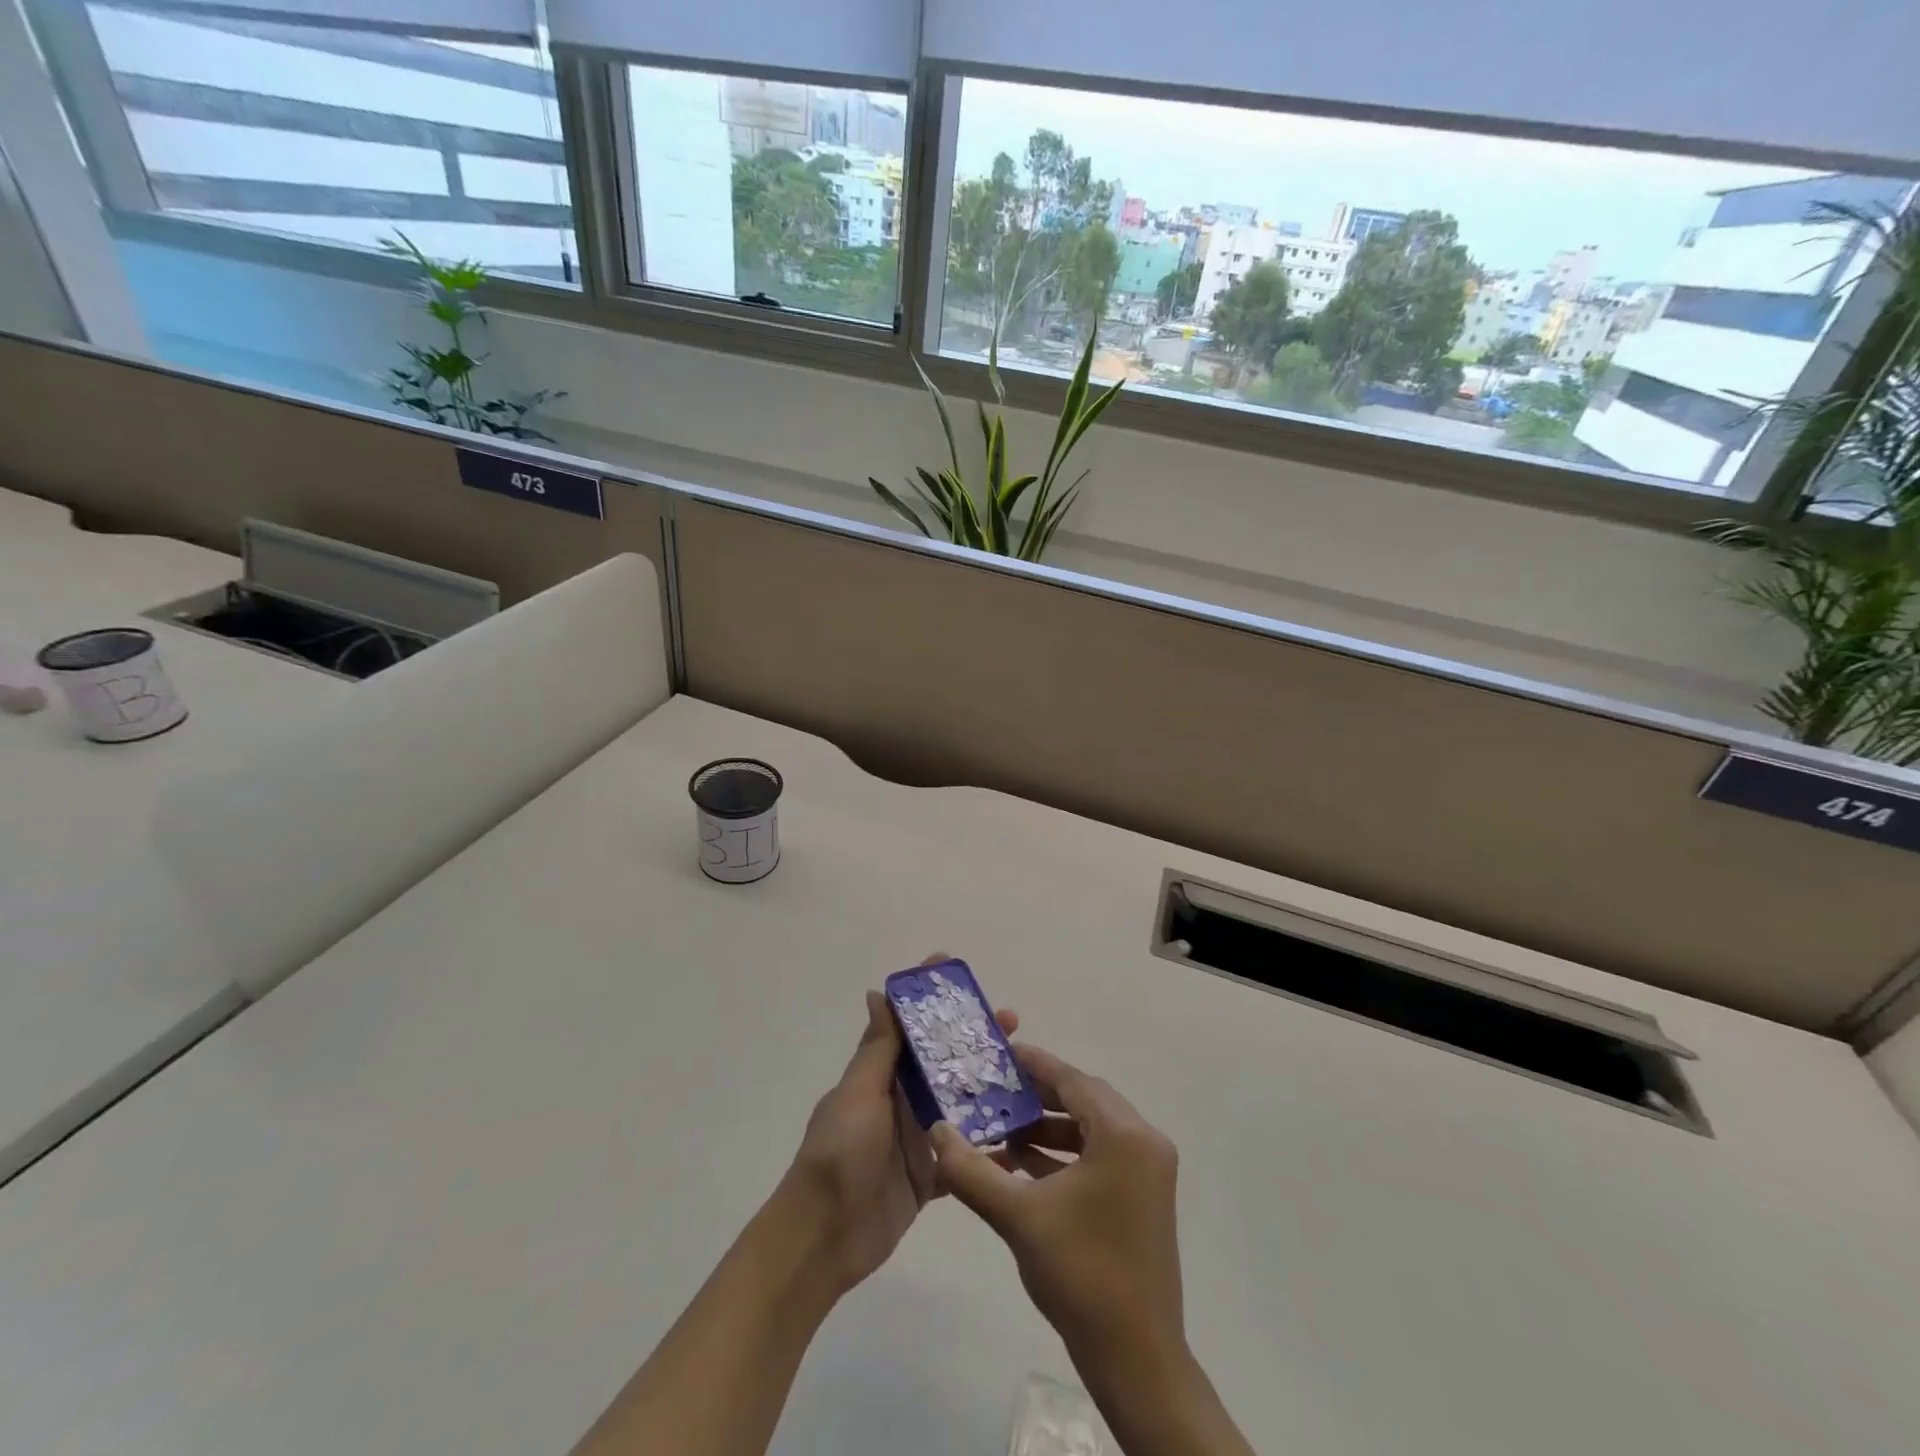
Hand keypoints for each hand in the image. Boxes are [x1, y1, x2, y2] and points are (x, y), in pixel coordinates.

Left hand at [783, 968, 1017, 1297]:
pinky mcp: (928, 1177)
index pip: (906, 1025)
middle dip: (972, 1038)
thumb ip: (876, 1049)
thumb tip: (878, 992)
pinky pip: (963, 1156)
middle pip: (941, 1060)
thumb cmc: (840, 1153)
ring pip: (958, 1103)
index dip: (926, 997)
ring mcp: (915, 1138)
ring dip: (987, 1086)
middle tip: (1011, 1021)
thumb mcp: (858, 1093)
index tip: (952, 968)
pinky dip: (988, 1148)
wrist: (824, 1237)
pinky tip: (1022, 1138)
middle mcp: (899, 1099)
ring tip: (1027, 1072)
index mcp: (879, 1074)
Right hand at [931, 1044, 1183, 1371]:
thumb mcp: (1018, 1215)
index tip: (1000, 1054)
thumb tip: (936, 1130)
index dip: (1034, 1065)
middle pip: (1084, 1099)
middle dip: (1038, 1096)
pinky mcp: (1146, 1196)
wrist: (1136, 1358)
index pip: (1072, 1080)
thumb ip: (971, 1169)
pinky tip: (1024, 1166)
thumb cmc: (1080, 1273)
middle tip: (997, 1091)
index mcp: (1124, 1135)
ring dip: (1049, 1129)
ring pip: (1092, 1129)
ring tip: (1003, 1132)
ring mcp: (1150, 1170)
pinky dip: (1066, 1155)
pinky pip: (1101, 1155)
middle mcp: (1144, 1141)